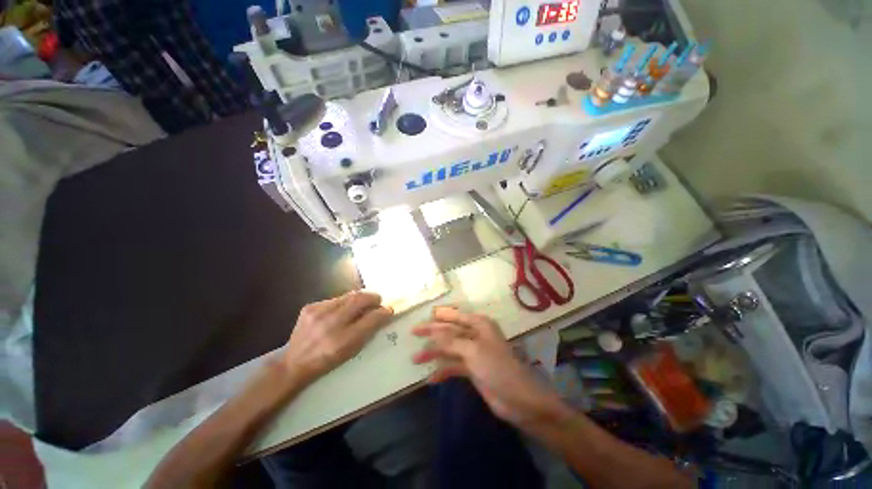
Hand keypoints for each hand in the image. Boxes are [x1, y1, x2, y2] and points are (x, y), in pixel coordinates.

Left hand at [282, 291, 392, 383]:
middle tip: (378, 300)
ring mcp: (318, 312)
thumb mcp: (351, 351)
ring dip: (360, 298)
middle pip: (360, 299)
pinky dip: (344, 302)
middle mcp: (331, 324)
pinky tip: (341, 310)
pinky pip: (335, 299)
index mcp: (343, 341)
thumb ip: (368, 330)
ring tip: (363, 303)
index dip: (383, 312)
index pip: (371, 319)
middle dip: (373, 297)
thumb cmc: (327, 361)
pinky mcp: (310, 307)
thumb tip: (383, 313)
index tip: (389, 309)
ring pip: (349, 295)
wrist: (293, 363)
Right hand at [412, 307, 572, 428]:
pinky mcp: (472, 369)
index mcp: (479, 324)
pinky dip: (443, 371)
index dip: (437, 317)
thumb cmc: (497, 367)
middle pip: (450, 331)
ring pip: (450, 348)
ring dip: (434, 353)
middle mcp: (475, 335)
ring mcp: (473, 352)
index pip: (454, 316)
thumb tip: (432, 329)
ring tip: (416, 359)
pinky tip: (431, 379)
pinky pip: (454, 366)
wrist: (518, 400)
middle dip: (432, 334)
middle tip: (413, 334)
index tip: (421, 319)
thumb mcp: (472, 350)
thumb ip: (451, 340)